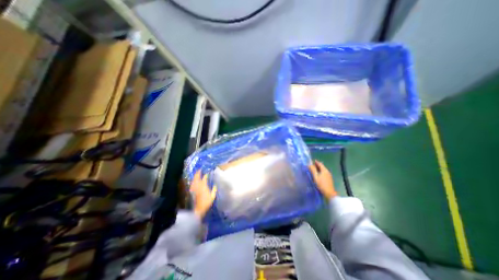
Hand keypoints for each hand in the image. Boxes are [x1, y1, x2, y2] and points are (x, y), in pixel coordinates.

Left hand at [190, 171, 216, 218]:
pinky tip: (193, 181)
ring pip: (193, 180)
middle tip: (199, 170)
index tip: (206, 173)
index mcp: (204, 186)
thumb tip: (215, 185)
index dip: (205, 175)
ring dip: (195, 176)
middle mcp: (198, 185)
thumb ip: (214, 190)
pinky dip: (193, 181)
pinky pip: (192, 184)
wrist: (197, 209)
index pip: (204, 178)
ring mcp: (193, 188)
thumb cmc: (206, 203)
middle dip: (198, 173)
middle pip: (197, 177)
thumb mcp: (212, 197)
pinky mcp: (191, 191)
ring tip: (196, 174)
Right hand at [309, 159, 338, 198]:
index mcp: (324, 170)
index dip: (316, 162)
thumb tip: (309, 164)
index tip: (312, 161)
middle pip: (322, 167)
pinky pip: (324, 173)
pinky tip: (317, 175)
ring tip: (313, 170)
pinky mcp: (329, 179)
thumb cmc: (321, 184)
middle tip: (311, 165)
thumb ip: (312, 170)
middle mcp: (327, 172)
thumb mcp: (316, 177)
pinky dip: (320, 172)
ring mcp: (329, 176)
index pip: (320, 164)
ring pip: (323, 170)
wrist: (329, 193)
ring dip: (318, 169)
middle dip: (317, 165)